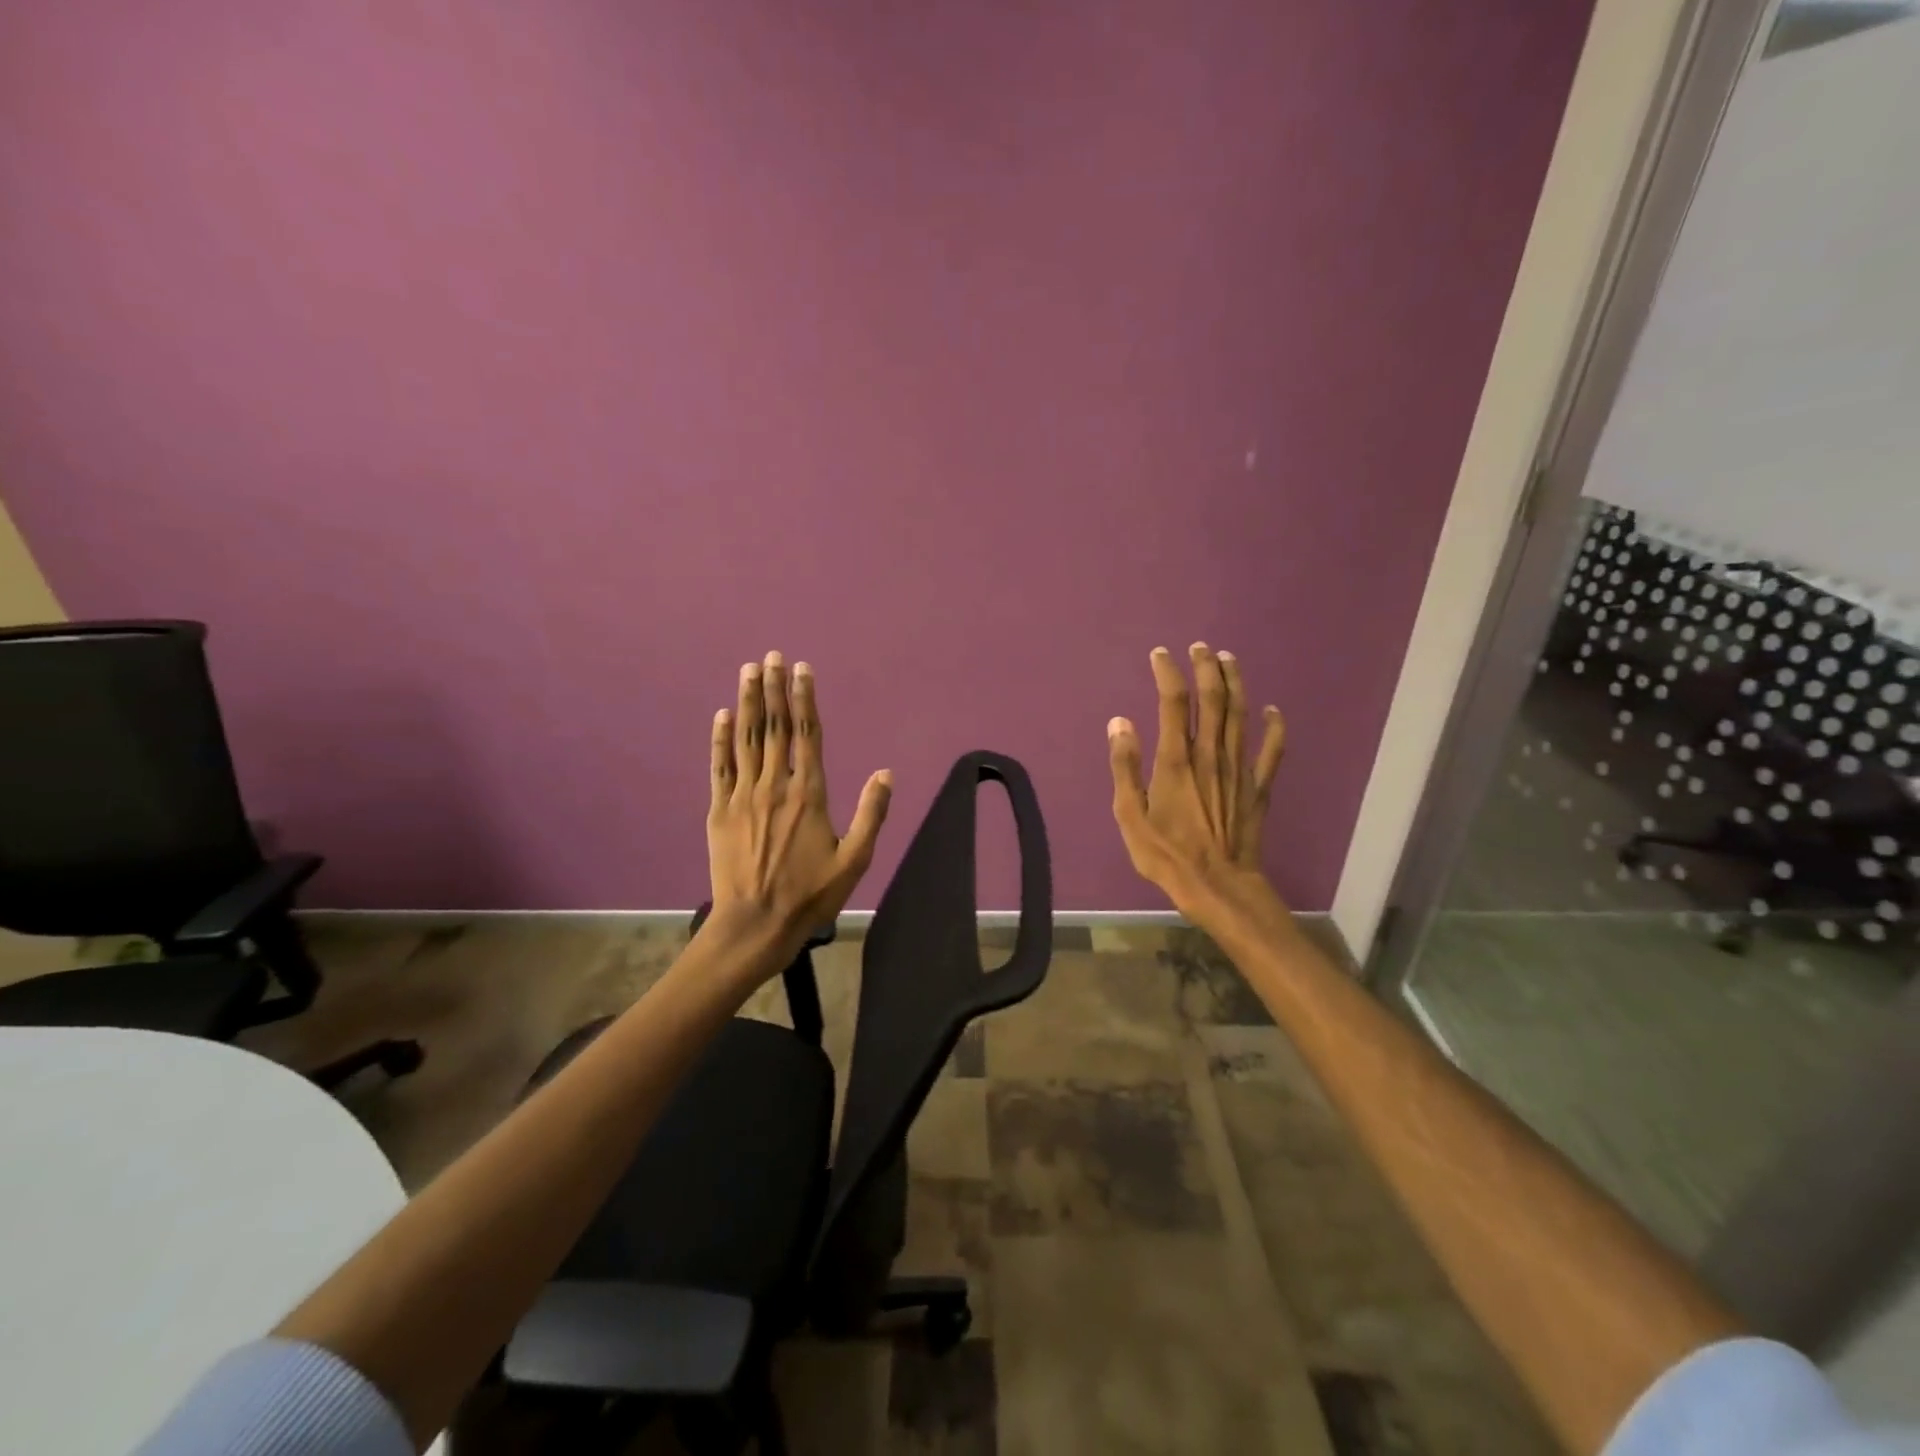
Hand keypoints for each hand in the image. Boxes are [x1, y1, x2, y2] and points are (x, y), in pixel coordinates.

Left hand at [706, 651, 891, 963]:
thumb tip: (886, 773)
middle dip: (773, 689)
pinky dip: (721, 739)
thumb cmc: (810, 895)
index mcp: (809, 794)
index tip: (801, 669)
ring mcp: (743, 796)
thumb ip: (871, 814)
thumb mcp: (855, 860)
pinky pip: (720, 766)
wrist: (755, 925)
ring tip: (748, 671)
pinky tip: (722, 716)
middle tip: (771, 656)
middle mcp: (775, 785)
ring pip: (746, 739)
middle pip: (774, 727)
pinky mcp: (720, 811)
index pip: (808, 734)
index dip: (804, 699)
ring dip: (747, 702)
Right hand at [1107, 643, 1286, 917]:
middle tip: (1200, 647)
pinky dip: (1275, 728)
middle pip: (1212, 700)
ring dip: (1235, 684)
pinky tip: (1274, 710)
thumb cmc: (1166, 854)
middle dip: (1206, 668)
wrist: (1216, 886)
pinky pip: (1271, 751)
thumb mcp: (1129, 815)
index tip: (1161, 655)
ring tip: (1228, 660)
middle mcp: (1210, 755)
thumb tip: (1119, 722)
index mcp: (1176, 760)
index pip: (1173, 703)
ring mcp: (1239, 770)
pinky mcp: (1258, 788)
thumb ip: (1124, 766)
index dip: (1168, 673)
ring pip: (1240, 715)